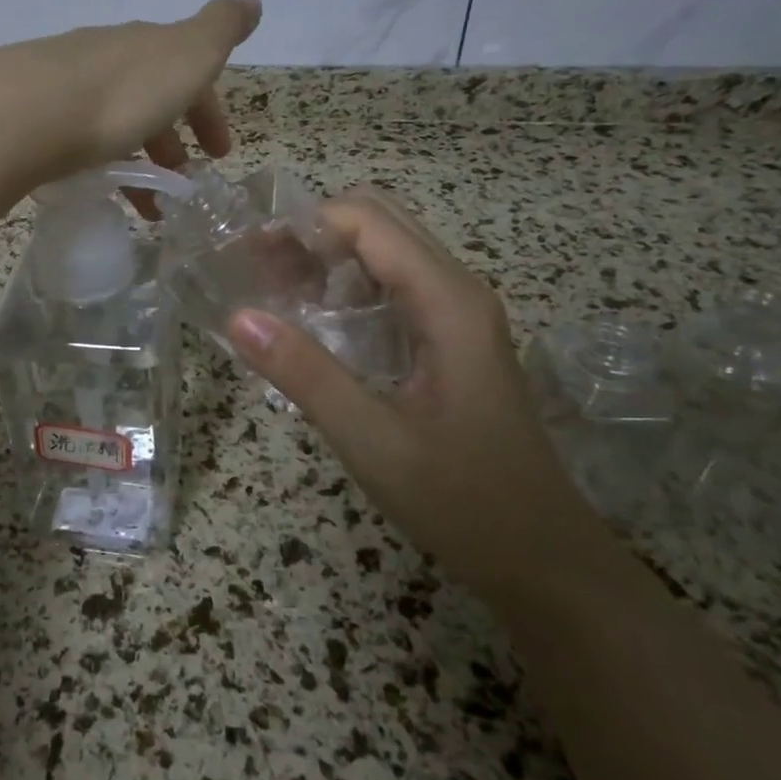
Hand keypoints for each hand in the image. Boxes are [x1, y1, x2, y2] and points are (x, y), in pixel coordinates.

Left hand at [0, 0, 261, 188]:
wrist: (25, 112)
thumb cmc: (121, 92)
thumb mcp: (188, 57)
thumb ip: (220, 30)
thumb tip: (251, 0)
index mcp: (145, 46)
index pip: (187, 74)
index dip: (208, 112)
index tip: (220, 153)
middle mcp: (104, 56)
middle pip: (147, 98)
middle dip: (171, 140)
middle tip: (182, 183)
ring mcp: (63, 84)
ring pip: (112, 122)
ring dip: (138, 163)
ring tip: (147, 209)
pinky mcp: (31, 116)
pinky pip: (78, 142)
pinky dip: (99, 166)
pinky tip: (98, 191)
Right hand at [227, 190, 604, 596]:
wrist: (542, 558)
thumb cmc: (463, 501)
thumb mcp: (373, 441)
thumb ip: (305, 374)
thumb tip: (238, 316)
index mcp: (447, 301)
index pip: (366, 221)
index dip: (303, 223)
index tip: (247, 252)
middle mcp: (456, 291)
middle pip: (377, 222)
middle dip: (311, 233)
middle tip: (256, 269)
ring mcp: (456, 314)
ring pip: (384, 252)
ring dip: (325, 257)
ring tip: (272, 290)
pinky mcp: (449, 339)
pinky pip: (390, 286)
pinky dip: (344, 286)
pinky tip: (312, 321)